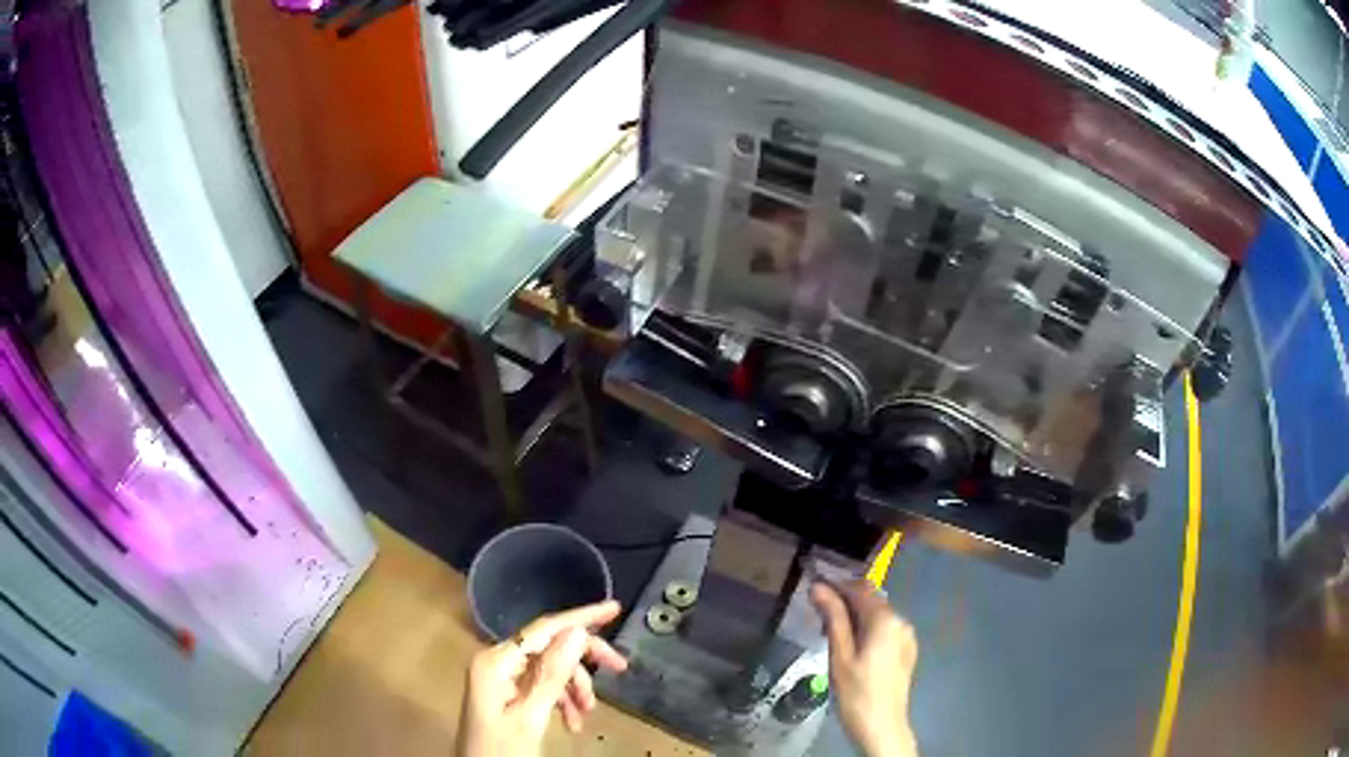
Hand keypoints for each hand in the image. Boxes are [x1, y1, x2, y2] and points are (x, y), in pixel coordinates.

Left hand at [456, 600, 627, 756]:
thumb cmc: (502, 749)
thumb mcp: (531, 715)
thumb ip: (552, 674)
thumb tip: (577, 632)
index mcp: (496, 661)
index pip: (544, 629)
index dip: (581, 618)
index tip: (615, 609)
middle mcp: (497, 661)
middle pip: (549, 647)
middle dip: (583, 662)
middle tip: (620, 669)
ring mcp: (501, 678)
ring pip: (550, 669)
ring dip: (574, 688)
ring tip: (587, 714)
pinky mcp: (506, 694)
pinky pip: (542, 686)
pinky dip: (562, 700)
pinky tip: (572, 722)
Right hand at [810, 579, 918, 756]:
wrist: (882, 726)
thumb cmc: (856, 693)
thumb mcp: (839, 655)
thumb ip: (833, 618)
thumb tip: (819, 587)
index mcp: (885, 620)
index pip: (859, 589)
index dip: (836, 585)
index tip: (813, 589)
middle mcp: (901, 621)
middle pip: (871, 600)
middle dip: (845, 601)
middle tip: (817, 614)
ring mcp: (906, 636)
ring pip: (877, 615)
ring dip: (855, 616)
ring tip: (830, 631)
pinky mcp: (906, 650)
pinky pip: (884, 629)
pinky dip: (867, 629)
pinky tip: (852, 646)